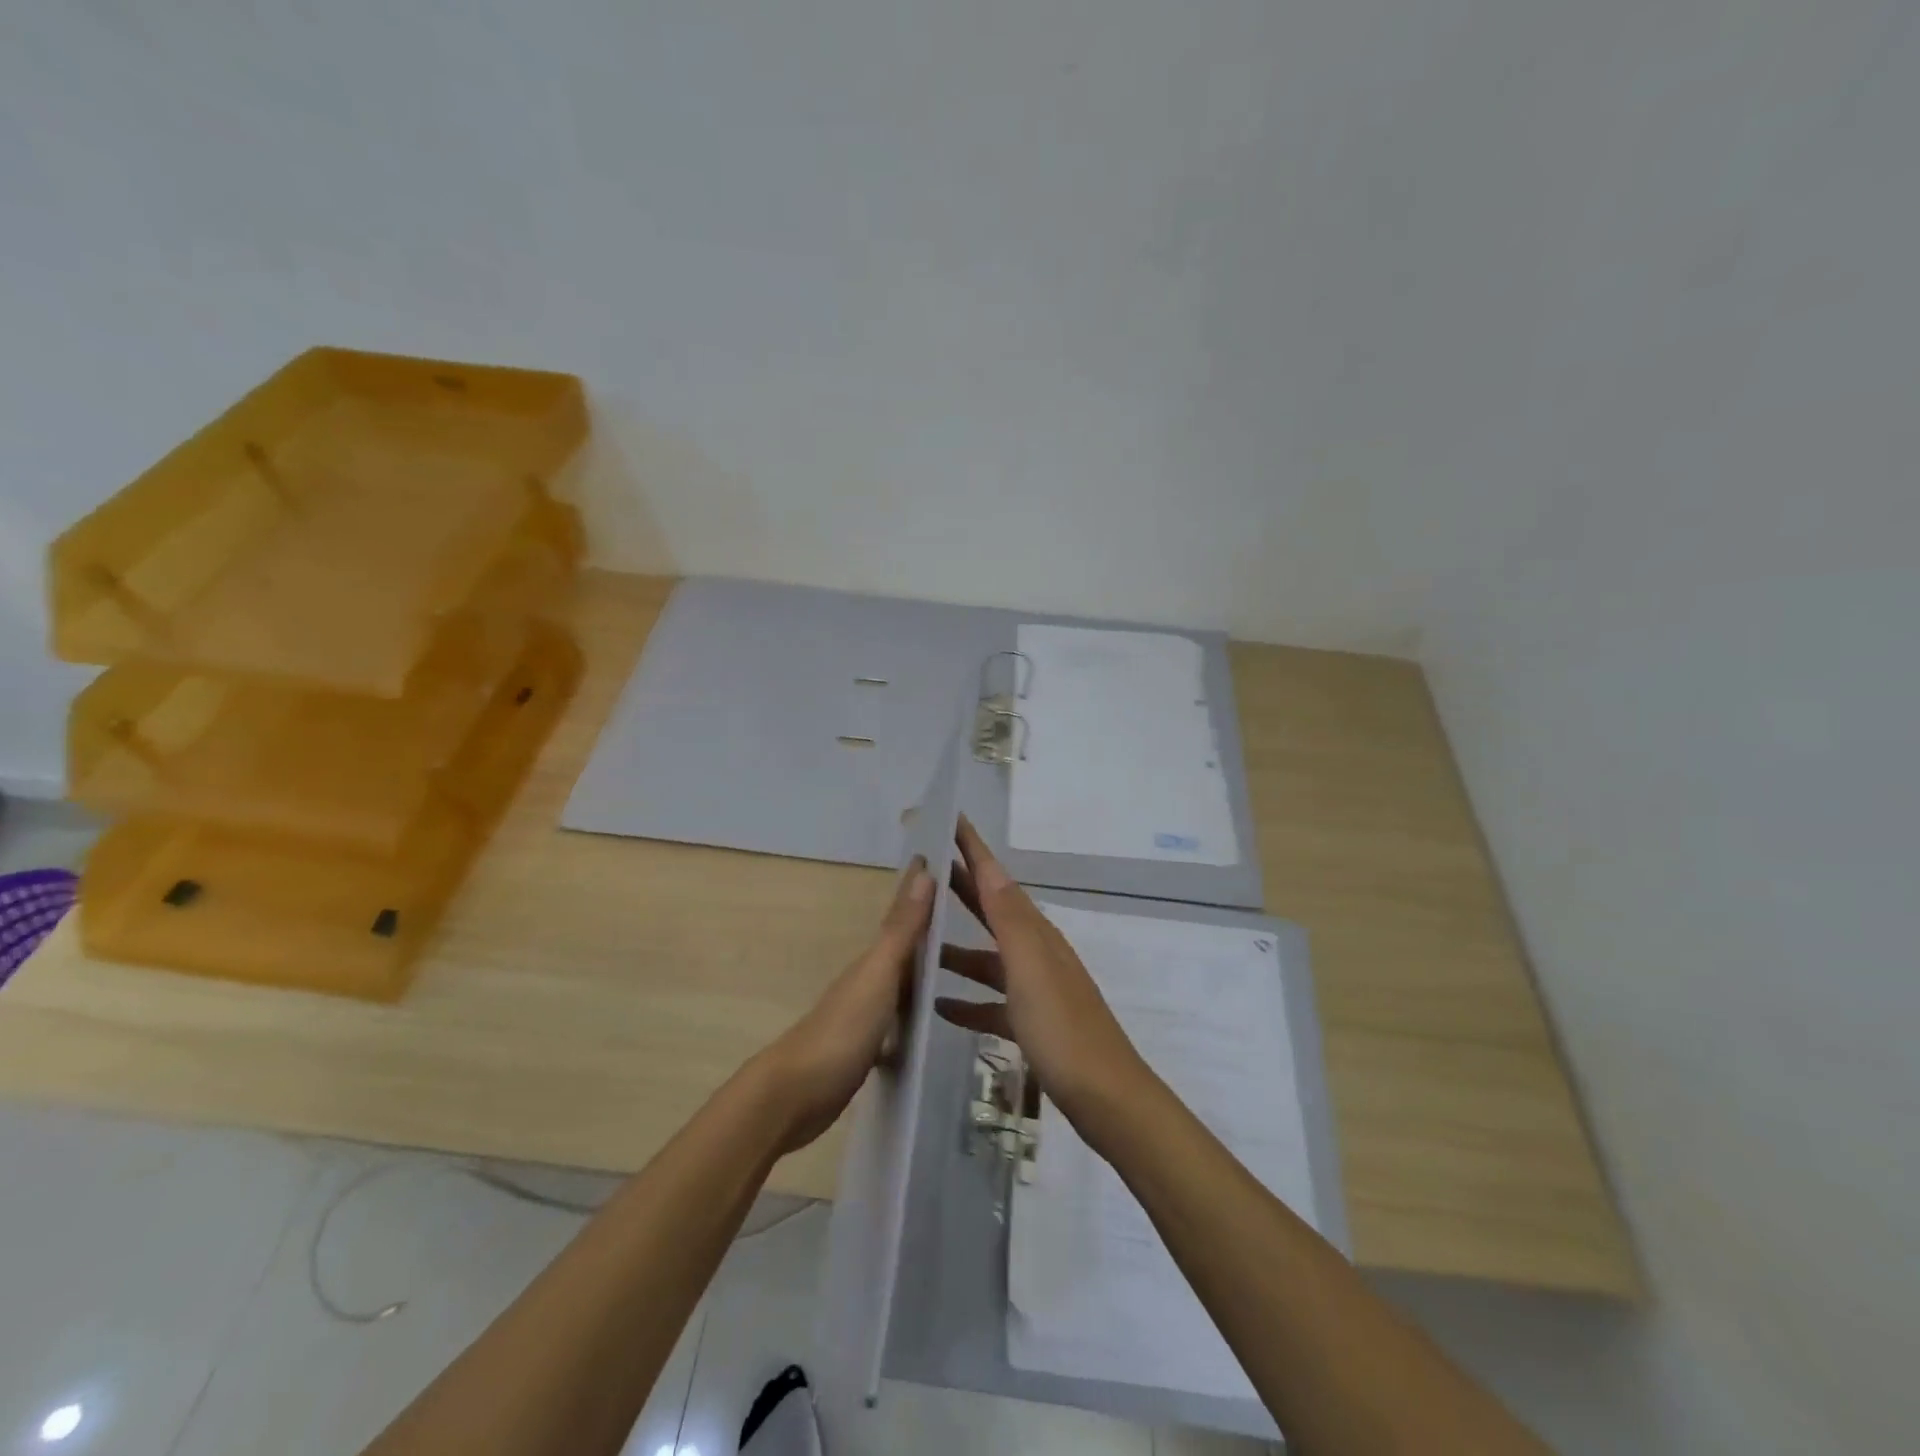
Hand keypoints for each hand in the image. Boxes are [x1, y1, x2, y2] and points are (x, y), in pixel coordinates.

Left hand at [757, 857, 933, 1153]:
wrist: (793, 1098)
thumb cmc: (841, 1031)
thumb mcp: (878, 976)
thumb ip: (902, 930)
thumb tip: (923, 870)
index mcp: (873, 961)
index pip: (903, 917)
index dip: (922, 891)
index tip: (946, 861)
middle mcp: (868, 982)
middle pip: (903, 950)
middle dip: (929, 930)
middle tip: (966, 917)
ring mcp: (864, 1017)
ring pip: (901, 985)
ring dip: (923, 973)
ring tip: (961, 968)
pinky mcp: (865, 1051)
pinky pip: (898, 1023)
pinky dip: (913, 1017)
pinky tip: (930, 1028)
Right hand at [936, 818, 1148, 1132]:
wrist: (1104, 1097)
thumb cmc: (1062, 1029)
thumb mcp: (1031, 968)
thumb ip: (1009, 919)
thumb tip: (990, 868)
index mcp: (1035, 935)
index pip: (998, 881)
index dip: (975, 851)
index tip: (951, 820)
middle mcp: (1035, 954)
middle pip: (991, 913)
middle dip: (962, 889)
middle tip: (925, 870)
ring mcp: (1034, 991)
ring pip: (987, 959)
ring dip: (955, 950)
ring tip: (918, 946)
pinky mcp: (1031, 1025)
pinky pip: (991, 1004)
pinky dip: (966, 1002)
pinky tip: (939, 1008)